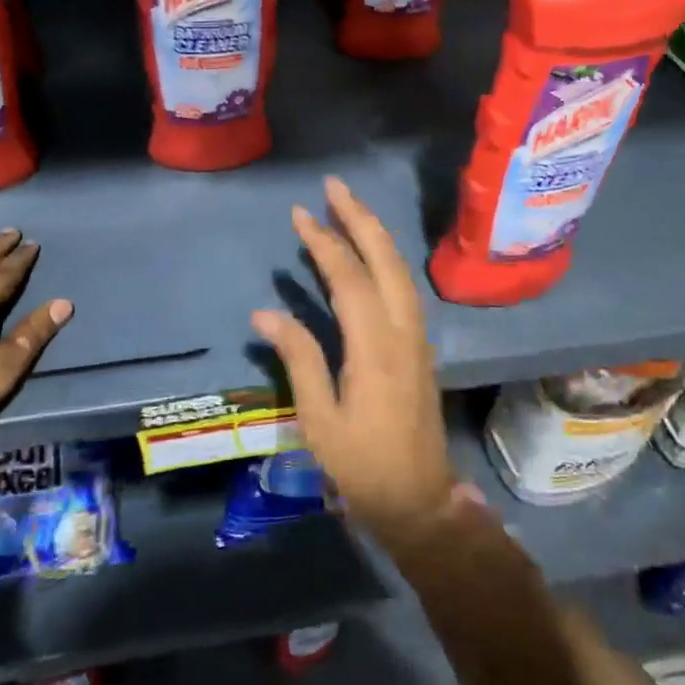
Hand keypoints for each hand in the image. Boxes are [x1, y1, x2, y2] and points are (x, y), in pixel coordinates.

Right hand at [251, 177, 457, 557]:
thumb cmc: (362, 464)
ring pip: (399, 269)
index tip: (300, 215)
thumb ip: (298, 358)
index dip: (325, 243)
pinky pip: (402, 286)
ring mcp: (417, 336)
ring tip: (347, 207)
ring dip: (374, 233)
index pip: (349, 279)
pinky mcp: (419, 344)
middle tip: (333, 186)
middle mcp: (402, 331)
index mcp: (376, 348)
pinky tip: (368, 252)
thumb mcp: (319, 419)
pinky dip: (383, 257)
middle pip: (385, 260)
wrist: (419, 498)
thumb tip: (265, 312)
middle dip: (359, 218)